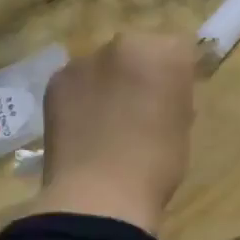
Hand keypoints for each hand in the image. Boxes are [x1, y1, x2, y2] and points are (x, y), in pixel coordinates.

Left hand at [33, 33, 196, 233]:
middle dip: (140, 71)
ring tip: (108, 120)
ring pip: (105, 65)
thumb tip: (164, 91)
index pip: (179, 50)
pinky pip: (77, 81)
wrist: (100, 194)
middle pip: (138, 50)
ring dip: (109, 82)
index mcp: (165, 53)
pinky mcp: (56, 81)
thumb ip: (175, 94)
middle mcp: (124, 44)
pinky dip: (82, 96)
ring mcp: (85, 61)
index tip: (174, 97)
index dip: (177, 74)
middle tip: (141, 108)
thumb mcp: (183, 124)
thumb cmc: (157, 163)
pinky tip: (84, 126)